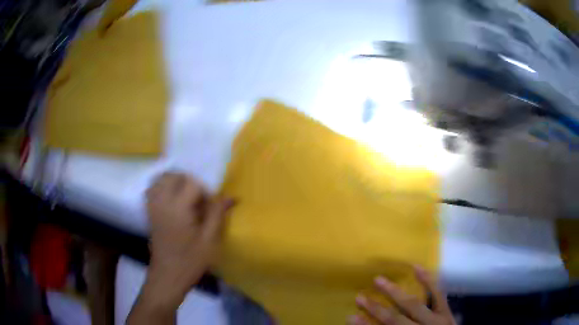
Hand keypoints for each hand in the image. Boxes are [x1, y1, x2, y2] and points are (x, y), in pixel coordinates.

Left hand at [145, 172, 233, 304]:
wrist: (167, 275)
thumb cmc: (190, 261)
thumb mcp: (209, 240)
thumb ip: (217, 214)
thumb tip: (231, 197)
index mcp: (178, 208)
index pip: (192, 183)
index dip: (205, 192)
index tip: (210, 208)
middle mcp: (162, 202)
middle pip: (173, 175)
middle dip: (189, 182)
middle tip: (199, 201)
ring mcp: (153, 206)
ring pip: (161, 179)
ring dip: (175, 182)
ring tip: (186, 198)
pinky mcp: (149, 212)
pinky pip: (153, 189)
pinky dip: (162, 187)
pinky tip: (172, 201)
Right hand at [350, 266, 454, 324]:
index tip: (351, 317)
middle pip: (396, 319)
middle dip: (376, 308)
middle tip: (359, 297)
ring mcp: (437, 318)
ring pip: (414, 304)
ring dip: (395, 292)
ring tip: (379, 280)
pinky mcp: (446, 311)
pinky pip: (438, 294)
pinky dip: (428, 281)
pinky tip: (417, 268)